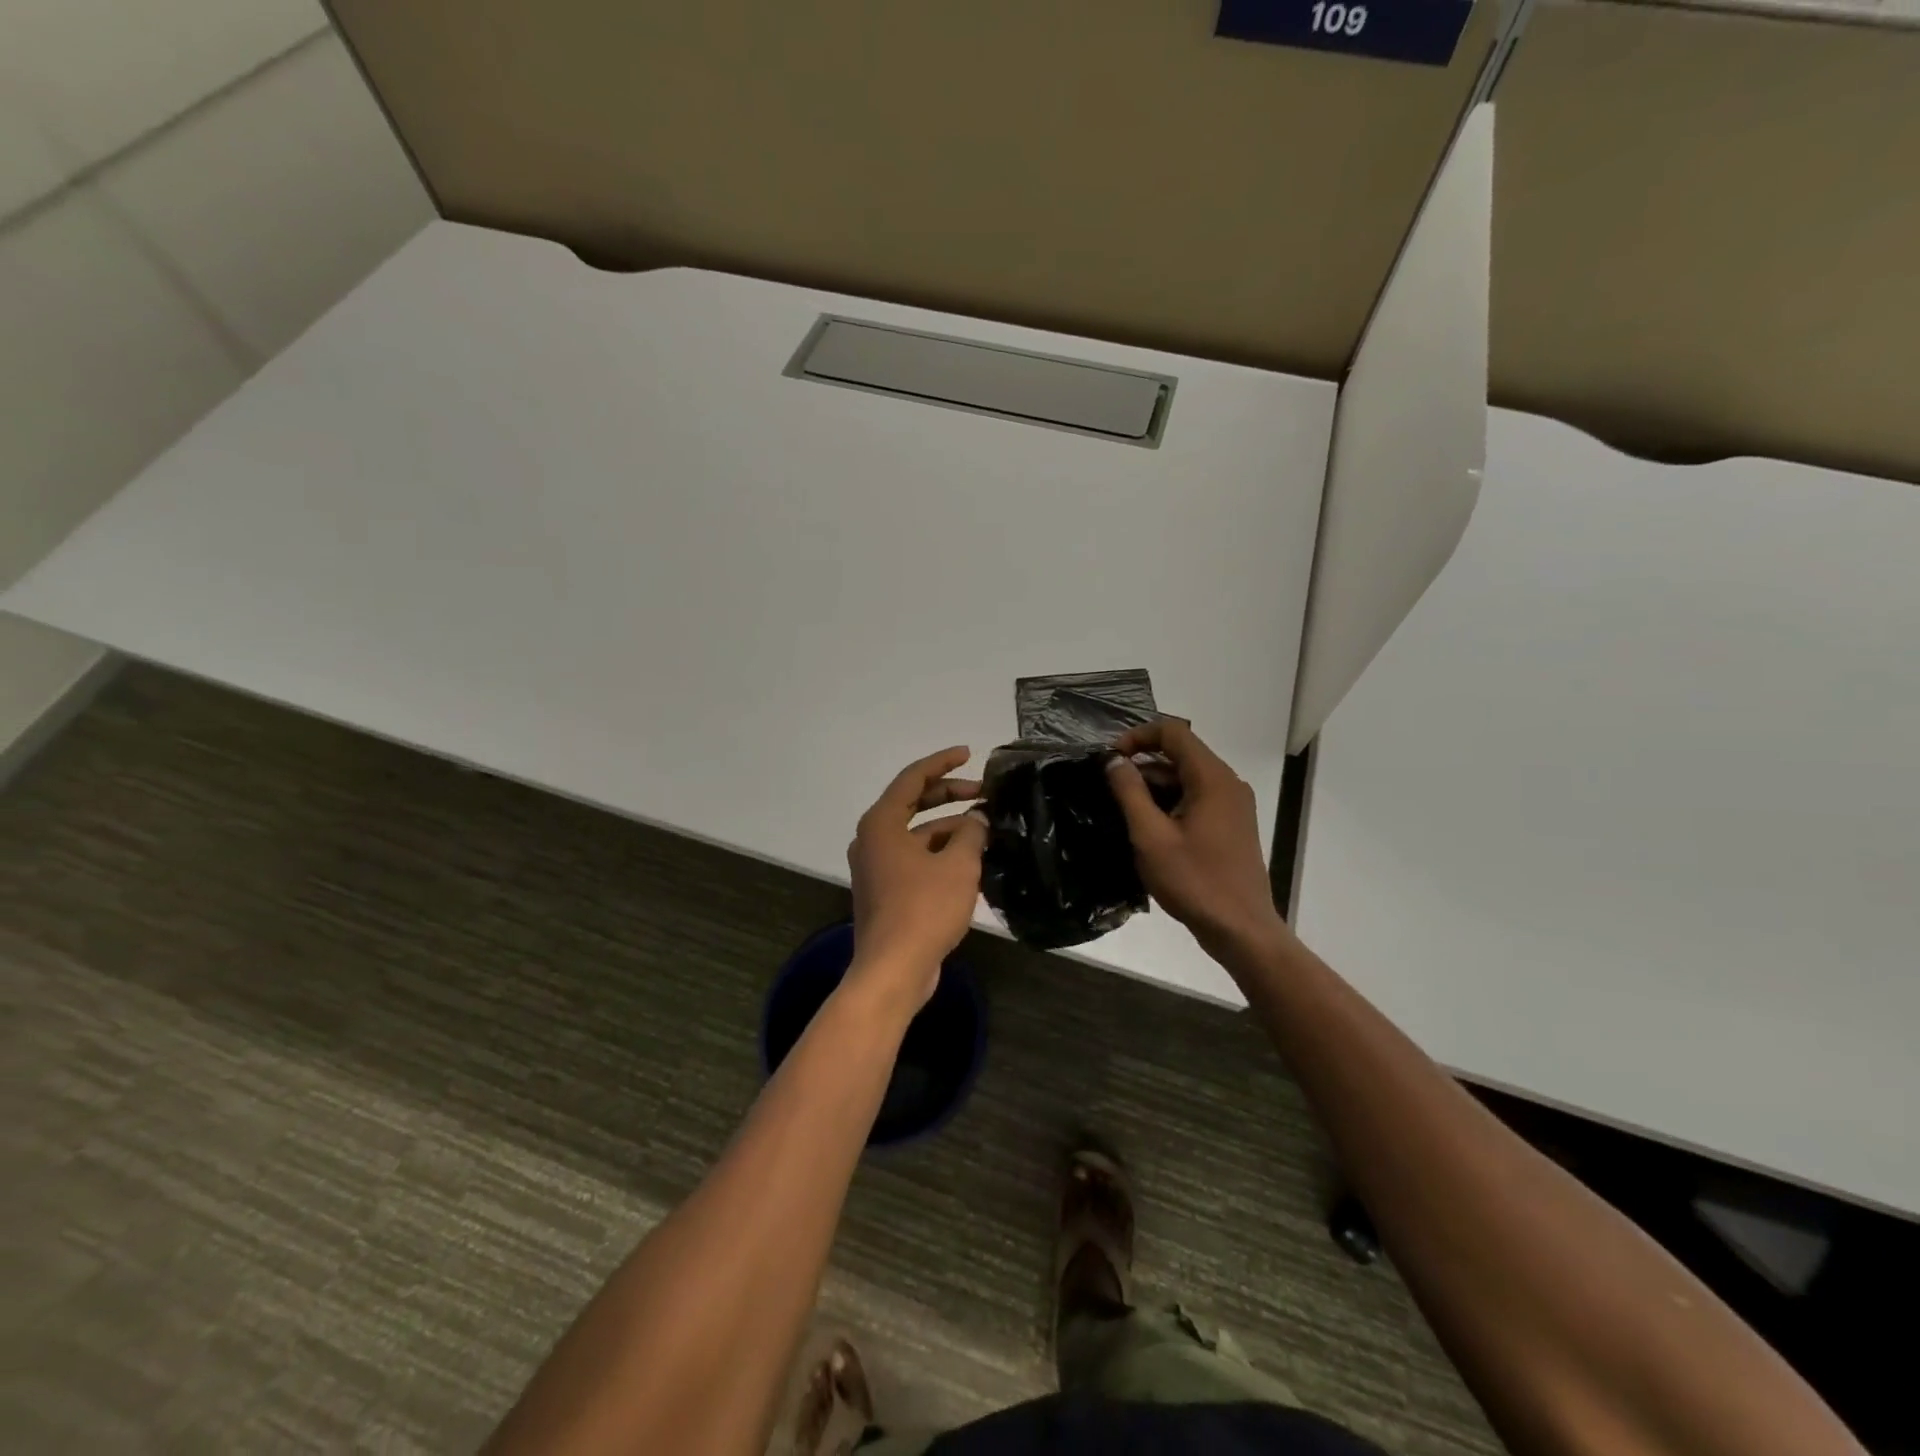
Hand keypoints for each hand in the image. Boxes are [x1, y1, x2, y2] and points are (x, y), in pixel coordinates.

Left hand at [845, 747, 986, 1011]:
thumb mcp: (958, 866)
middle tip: (985, 793)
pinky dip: (941, 853)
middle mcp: (873, 839)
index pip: (912, 779)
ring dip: (950, 829)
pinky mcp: (886, 891)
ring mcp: (877, 867)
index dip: (942, 763)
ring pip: (917, 835)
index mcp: (881, 823)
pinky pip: (916, 859)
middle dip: (950, 795)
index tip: (968, 753)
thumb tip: (978, 820)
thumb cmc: (923, 909)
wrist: (893, 970)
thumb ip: (971, 834)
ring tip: (987, 830)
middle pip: (914, 804)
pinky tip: (972, 860)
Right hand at [1105, 721, 1288, 955]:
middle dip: (1143, 762)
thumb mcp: (1150, 836)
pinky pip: (1198, 797)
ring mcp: (1234, 804)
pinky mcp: (1232, 824)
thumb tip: (1113, 760)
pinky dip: (1171, 801)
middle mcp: (1228, 783)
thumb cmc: (1194, 881)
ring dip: (1155, 784)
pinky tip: (1149, 827)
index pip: (1173, 732)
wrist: (1240, 929)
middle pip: (1181, 753)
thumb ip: (1129, 792)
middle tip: (1110, 786)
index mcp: (1212, 778)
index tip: (1110, 759)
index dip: (1138, 736)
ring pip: (1188, 777)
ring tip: (1124, 809)